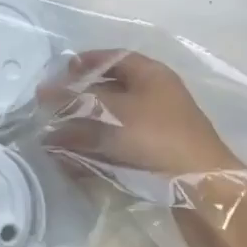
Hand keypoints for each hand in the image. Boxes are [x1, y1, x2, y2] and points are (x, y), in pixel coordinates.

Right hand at [41, 50, 239, 180]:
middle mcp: (154, 98)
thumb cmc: (158, 137)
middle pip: (109, 92)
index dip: (86, 62)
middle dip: (77, 101)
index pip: (114, 59)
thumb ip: (76, 101)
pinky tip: (71, 163)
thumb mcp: (113, 113)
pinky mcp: (152, 157)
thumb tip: (44, 92)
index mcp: (151, 75)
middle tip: (50, 109)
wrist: (202, 187)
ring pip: (109, 124)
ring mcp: (154, 129)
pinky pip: (115, 149)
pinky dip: (93, 152)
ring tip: (52, 141)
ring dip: (80, 130)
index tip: (60, 73)